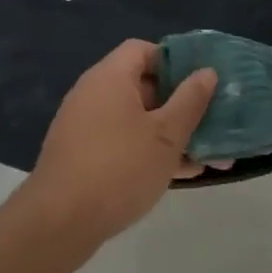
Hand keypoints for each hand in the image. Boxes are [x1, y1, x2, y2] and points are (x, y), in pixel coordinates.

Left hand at [19, 40, 219, 245]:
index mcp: (110, 77)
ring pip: (137, 119)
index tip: (201, 82)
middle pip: (143, 85)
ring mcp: (85, 126)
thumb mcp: (166, 135)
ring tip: (207, 156)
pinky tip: (180, 174)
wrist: (60, 222)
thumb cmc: (120, 168)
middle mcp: (93, 94)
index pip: (143, 50)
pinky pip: (124, 142)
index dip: (175, 61)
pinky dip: (150, 151)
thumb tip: (206, 72)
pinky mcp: (83, 156)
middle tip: (211, 121)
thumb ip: (190, 101)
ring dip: (171, 133)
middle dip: (181, 104)